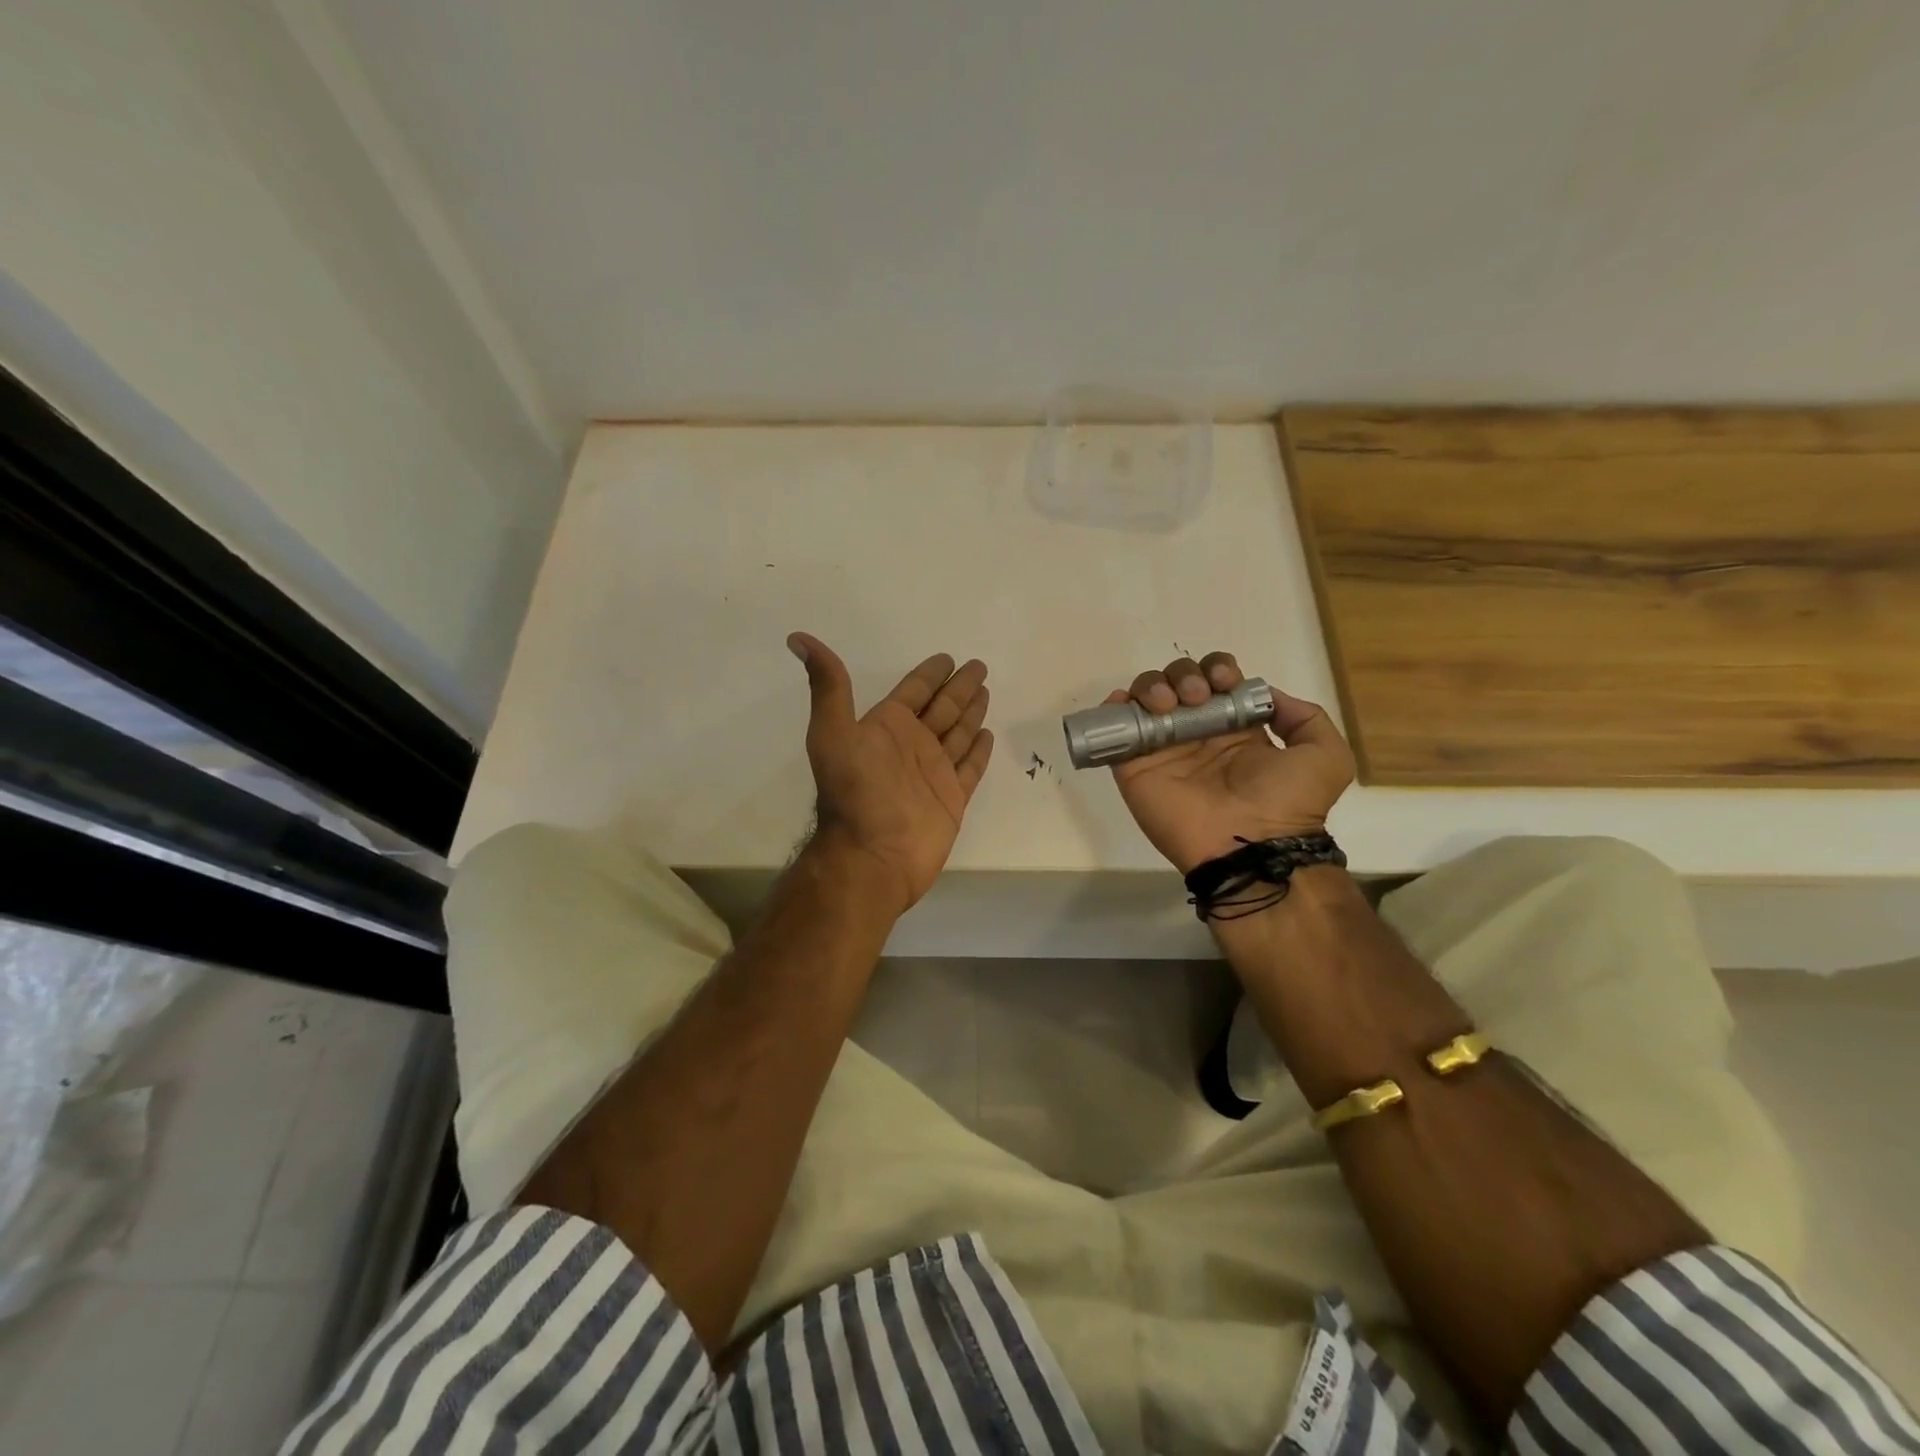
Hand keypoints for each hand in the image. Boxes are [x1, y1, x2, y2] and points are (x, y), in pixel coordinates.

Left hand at [788, 633, 994, 914]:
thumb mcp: (833, 733)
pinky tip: (987, 734)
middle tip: (978, 666)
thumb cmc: (855, 793)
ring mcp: (934, 772)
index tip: (947, 658)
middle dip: (959, 687)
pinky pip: (970, 767)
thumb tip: (797, 638)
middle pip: (942, 707)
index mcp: (887, 727)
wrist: (872, 855)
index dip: (930, 674)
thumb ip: (828, 686)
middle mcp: (912, 745)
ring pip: (959, 733)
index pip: (914, 691)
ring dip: (971, 712)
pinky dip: (978, 751)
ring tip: (986, 692)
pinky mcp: (952, 798)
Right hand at [1108, 652, 1354, 874]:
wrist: (1251, 846)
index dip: (1217, 670)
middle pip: (1177, 682)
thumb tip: (1265, 695)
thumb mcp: (1325, 756)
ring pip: (1145, 698)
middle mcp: (1196, 735)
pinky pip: (1115, 730)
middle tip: (1195, 696)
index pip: (1216, 681)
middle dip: (1185, 675)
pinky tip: (1123, 703)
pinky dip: (1112, 709)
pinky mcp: (1134, 767)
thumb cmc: (1288, 802)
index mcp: (1235, 729)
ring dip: (1153, 686)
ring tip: (1168, 705)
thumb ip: (1304, 718)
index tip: (1224, 683)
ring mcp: (1163, 750)